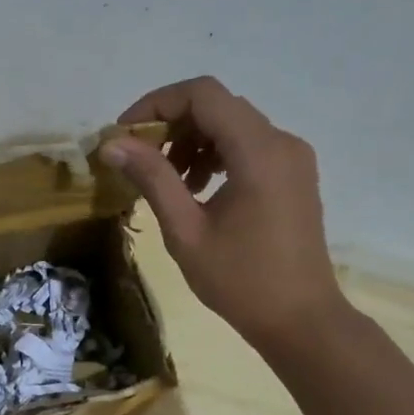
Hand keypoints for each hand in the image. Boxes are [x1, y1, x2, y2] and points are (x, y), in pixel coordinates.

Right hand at [103, 77, 345, 354]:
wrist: (301, 320)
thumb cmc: (241, 281)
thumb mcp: (186, 231)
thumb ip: (152, 179)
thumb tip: (112, 144)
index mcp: (258, 152)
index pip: (203, 94)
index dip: (157, 104)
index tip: (126, 134)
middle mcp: (281, 142)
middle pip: (218, 105)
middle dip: (172, 123)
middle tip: (139, 158)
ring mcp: (292, 157)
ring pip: (232, 123)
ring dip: (192, 140)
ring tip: (168, 180)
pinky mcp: (293, 174)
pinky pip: (248, 144)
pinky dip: (216, 153)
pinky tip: (197, 188)